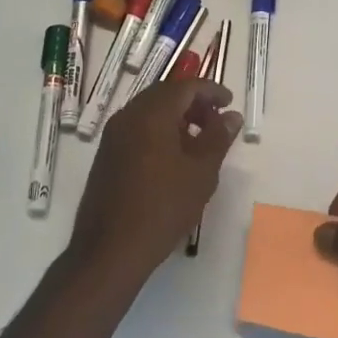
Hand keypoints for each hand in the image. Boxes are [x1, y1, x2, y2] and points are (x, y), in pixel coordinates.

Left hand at [70, 79, 240, 282]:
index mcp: (151, 114)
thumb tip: (230, 116)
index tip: (229, 103)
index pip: (185, 87)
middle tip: (216, 120)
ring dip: (176, 118)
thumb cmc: (163, 207)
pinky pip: (137, 129)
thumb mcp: (201, 172)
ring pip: (149, 112)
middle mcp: (127, 116)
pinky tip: (174, 158)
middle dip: (193, 102)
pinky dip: (159, 132)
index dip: (210, 90)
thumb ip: (218, 137)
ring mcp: (113, 137)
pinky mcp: (106, 156)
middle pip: (164, 95)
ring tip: (199, 141)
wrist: (110, 250)